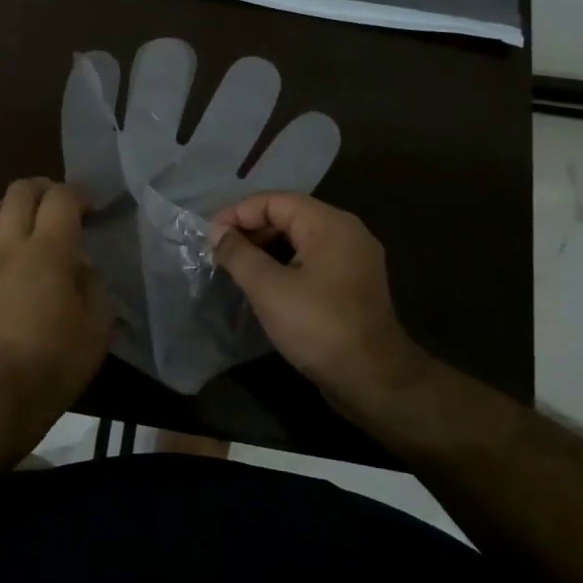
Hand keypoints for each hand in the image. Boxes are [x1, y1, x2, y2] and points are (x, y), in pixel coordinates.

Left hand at [0, 178, 110, 444]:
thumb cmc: (53, 364)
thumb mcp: (96, 327)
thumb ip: (93, 283)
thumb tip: (79, 264)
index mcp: (47, 252)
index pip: (60, 198)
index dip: (78, 195)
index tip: (90, 210)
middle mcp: (8, 244)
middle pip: (21, 190)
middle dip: (45, 189)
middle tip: (60, 209)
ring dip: (13, 206)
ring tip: (27, 226)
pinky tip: (3, 253)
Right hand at [210, 192, 427, 409]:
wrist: (373, 380)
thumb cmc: (318, 327)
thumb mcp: (268, 288)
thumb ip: (238, 254)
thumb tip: (217, 232)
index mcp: (330, 224)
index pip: (274, 201)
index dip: (238, 213)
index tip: (209, 236)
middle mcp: (346, 232)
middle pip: (288, 216)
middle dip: (250, 230)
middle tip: (218, 252)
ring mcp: (353, 259)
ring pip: (299, 240)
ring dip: (265, 249)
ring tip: (234, 267)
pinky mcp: (351, 284)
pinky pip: (311, 261)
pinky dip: (283, 265)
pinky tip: (262, 284)